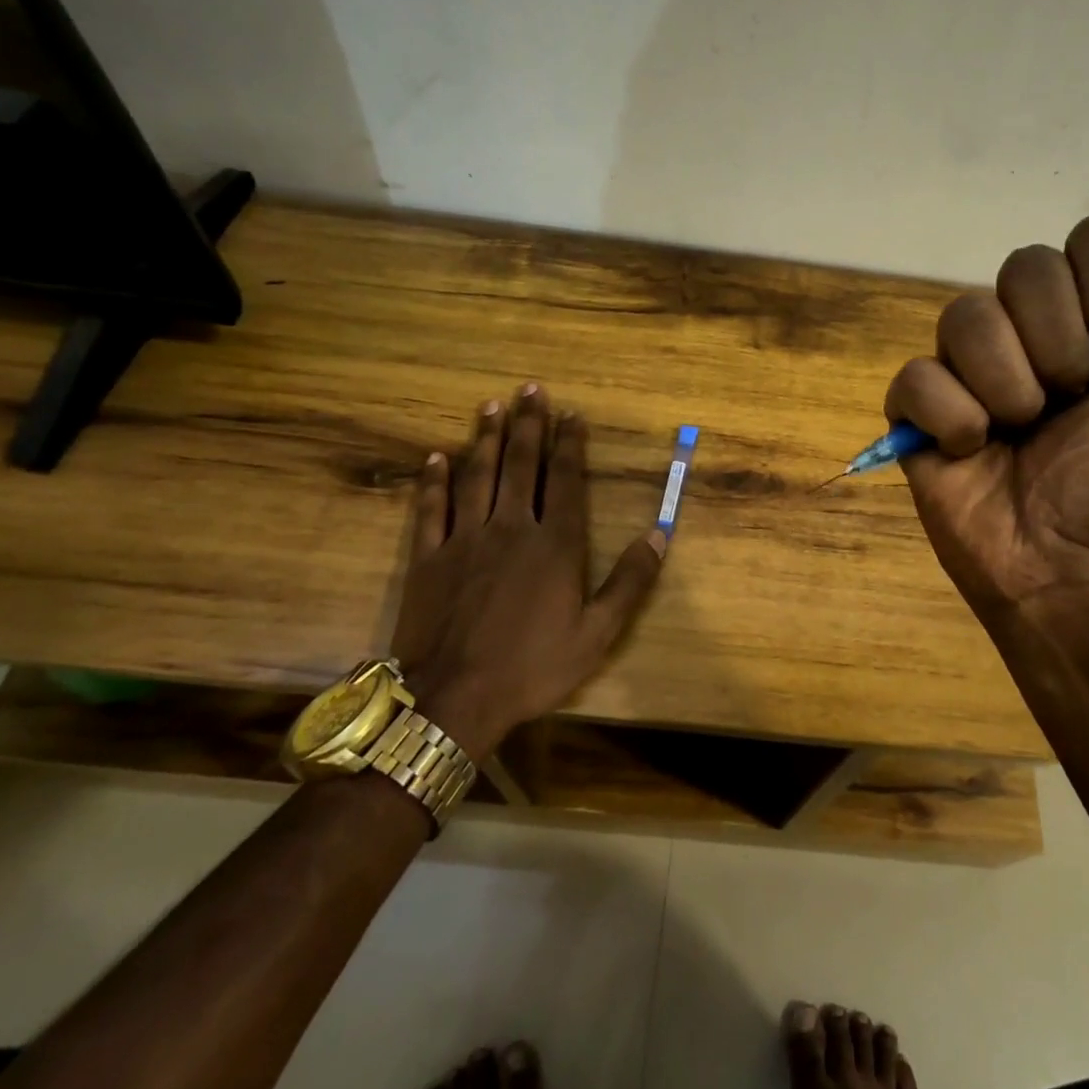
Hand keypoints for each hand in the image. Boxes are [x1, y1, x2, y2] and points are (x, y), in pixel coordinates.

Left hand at [391, 385, 666, 759]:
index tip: (571, 414)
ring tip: (491, 406)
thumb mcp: (597, 633)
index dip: (569, 444)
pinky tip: (436, 457)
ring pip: (477, 476)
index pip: (564, 480)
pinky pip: (432, 509)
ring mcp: (465, 539)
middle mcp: (511, 528)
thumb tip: (659, 534)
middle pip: (521, 465)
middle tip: (529, 389)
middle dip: (528, 425)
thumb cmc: (532, 667)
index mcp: (555, 544)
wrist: (452, 699)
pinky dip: (434, 481)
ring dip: (485, 439)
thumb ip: (630, 582)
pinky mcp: (428, 557)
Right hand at [885, 216, 1088, 637]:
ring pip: (963, 316)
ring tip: (1019, 433)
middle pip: (1023, 267)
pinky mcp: (919, 412)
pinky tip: (972, 451)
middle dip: (1057, 344)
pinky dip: (950, 417)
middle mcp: (1029, 332)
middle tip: (1071, 403)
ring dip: (1005, 383)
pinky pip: (915, 377)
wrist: (1077, 571)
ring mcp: (968, 370)